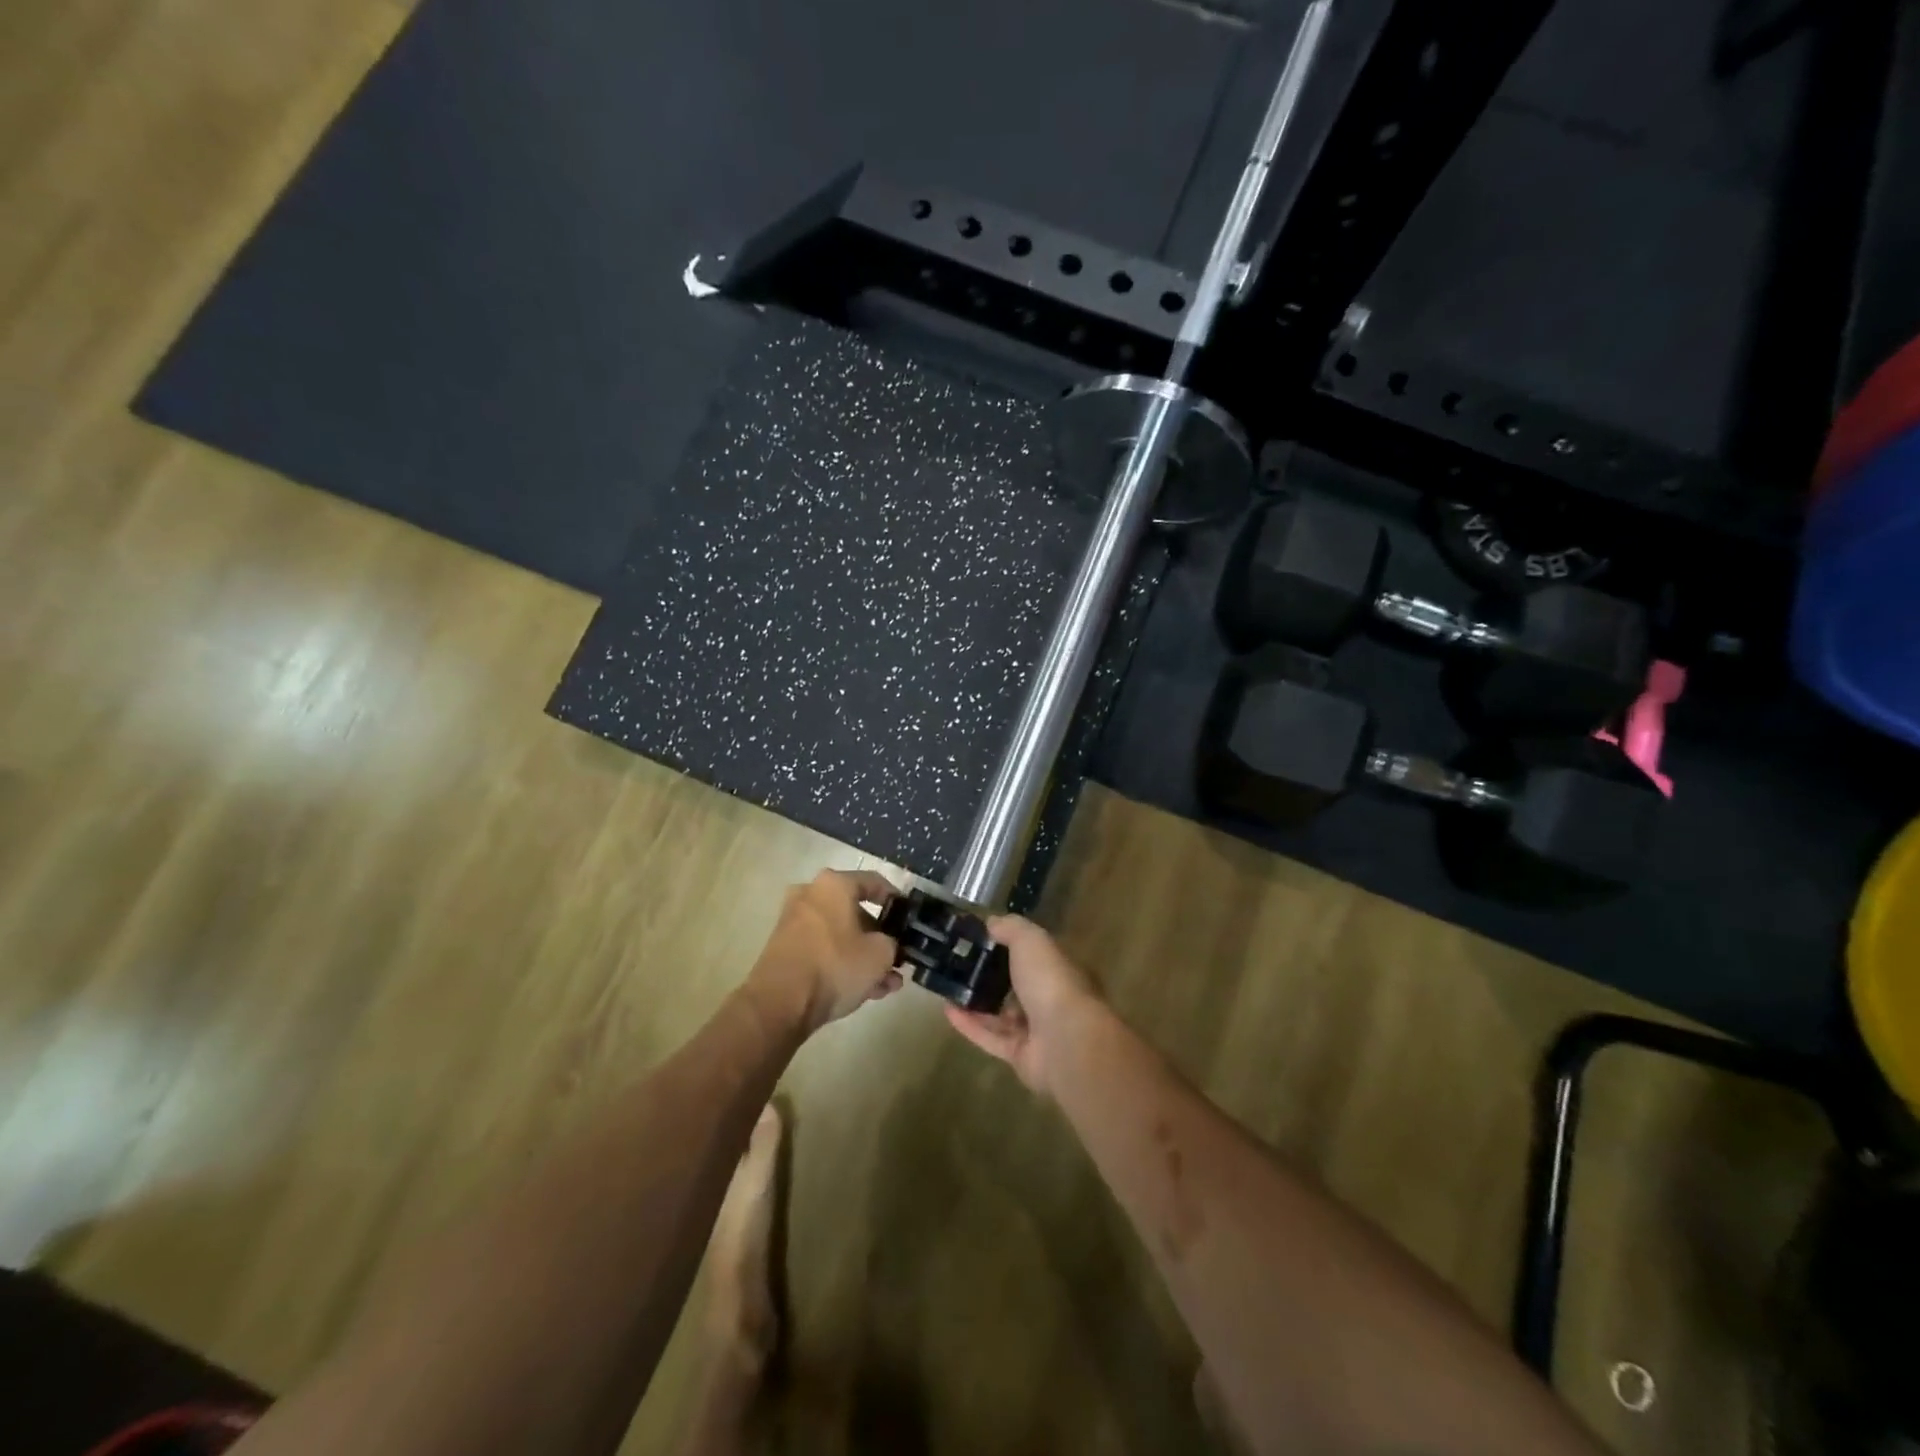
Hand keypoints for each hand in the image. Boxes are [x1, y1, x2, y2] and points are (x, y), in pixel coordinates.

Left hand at [749, 869, 902, 1033]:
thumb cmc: (835, 965)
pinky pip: (824, 950)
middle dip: (880, 938)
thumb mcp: (880, 954)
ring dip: (865, 957)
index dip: (896, 900)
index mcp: (834, 884)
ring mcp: (794, 922)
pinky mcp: (785, 949)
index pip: (874, 882)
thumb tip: (887, 946)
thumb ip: (892, 943)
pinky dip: (843, 964)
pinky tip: (867, 991)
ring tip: (887, 984)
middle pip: (856, 912)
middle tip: (898, 958)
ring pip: (841, 935)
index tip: (909, 918)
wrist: (779, 1003)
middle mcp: (811, 895)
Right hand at [942, 916, 1102, 1094]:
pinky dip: (969, 1025)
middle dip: (991, 976)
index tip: (980, 938)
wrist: (1064, 1041)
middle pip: (1017, 986)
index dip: (1010, 945)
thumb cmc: (1050, 982)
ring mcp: (1036, 1031)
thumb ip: (1011, 928)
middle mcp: (1050, 999)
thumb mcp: (1030, 940)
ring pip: (1002, 1015)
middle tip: (959, 964)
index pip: (1034, 955)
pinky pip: (990, 1037)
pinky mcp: (1020, 1056)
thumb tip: (992, 922)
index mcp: (1058, 969)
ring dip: (976, 1002)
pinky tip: (947, 1010)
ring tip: (948, 987)